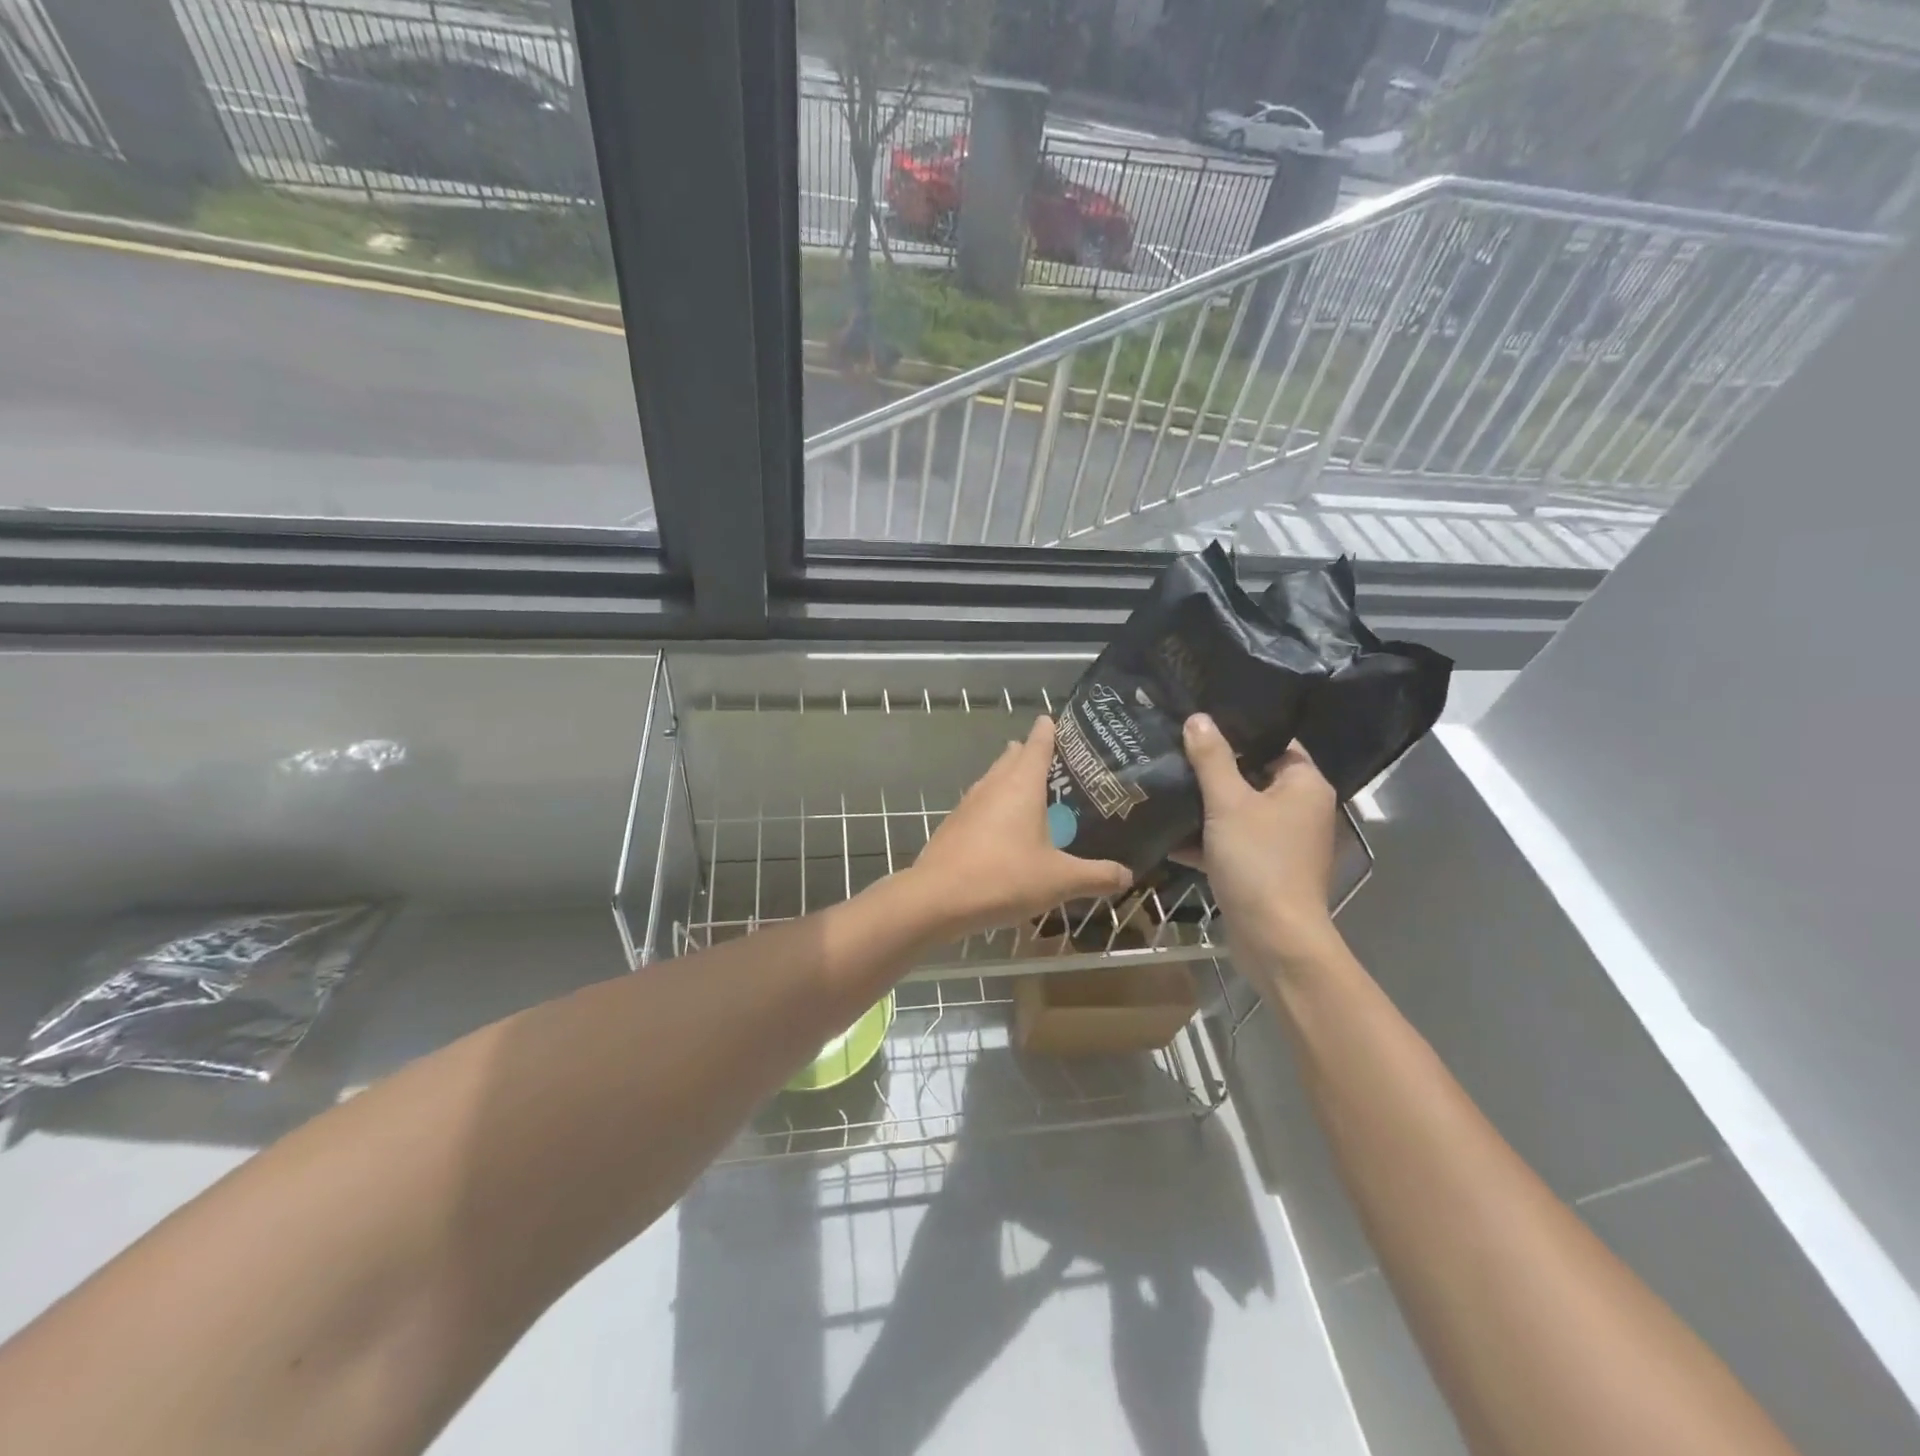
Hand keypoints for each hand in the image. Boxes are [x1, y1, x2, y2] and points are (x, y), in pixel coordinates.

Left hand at [904, 716, 1132, 939]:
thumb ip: (1096, 876)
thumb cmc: (1003, 878)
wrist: (937, 898)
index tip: (1055, 720)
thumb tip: (1127, 874)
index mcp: (1021, 785)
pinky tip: (1005, 826)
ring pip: (994, 779)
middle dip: (1031, 753)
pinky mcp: (955, 824)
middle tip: (1056, 761)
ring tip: (1032, 789)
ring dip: (1011, 778)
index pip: (1038, 744)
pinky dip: (996, 804)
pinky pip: (981, 803)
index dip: (1049, 731)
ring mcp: (970, 804)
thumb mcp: (1059, 880)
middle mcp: (994, 785)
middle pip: (1013, 758)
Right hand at [1181, 713, 1339, 964]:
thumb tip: (1198, 718)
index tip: (1200, 720)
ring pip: (1237, 810)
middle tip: (1172, 748)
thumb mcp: (1228, 803)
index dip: (1239, 729)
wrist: (1273, 938)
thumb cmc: (1258, 861)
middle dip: (1212, 768)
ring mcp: (1281, 841)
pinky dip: (1203, 838)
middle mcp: (1299, 809)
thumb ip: (1212, 759)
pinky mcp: (1261, 868)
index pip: (1274, 742)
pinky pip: (1230, 841)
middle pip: (1252, 775)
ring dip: (1203, 804)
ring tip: (1162, 782)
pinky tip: (1164, 830)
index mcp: (1304, 785)